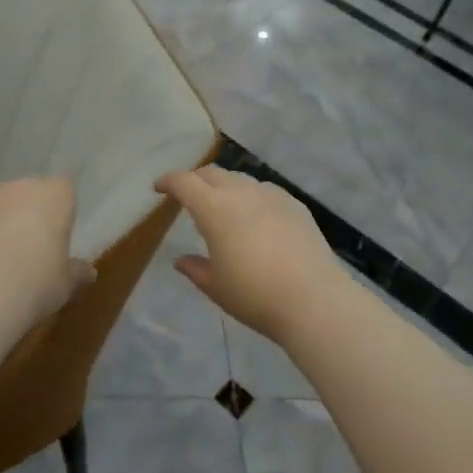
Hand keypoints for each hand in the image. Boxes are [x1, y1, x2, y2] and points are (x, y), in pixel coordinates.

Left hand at [0, 177, 92, 326]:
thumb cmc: (38, 282)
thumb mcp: (67, 283)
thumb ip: (77, 272)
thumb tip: (87, 272)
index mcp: (57, 195)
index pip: (65, 191)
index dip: (63, 212)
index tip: (61, 236)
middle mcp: (24, 186)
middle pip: (32, 192)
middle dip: (33, 212)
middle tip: (34, 246)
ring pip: (3, 202)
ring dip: (5, 218)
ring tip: (3, 254)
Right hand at [154, 167, 347, 340]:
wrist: (313, 299)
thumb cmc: (254, 295)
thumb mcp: (216, 286)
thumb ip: (195, 269)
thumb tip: (180, 261)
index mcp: (214, 208)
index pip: (184, 182)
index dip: (168, 181)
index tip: (158, 188)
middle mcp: (241, 192)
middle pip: (211, 173)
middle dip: (195, 180)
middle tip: (187, 195)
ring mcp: (271, 195)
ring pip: (239, 179)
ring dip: (224, 186)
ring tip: (222, 206)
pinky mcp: (294, 205)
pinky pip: (264, 191)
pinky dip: (250, 196)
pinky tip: (255, 217)